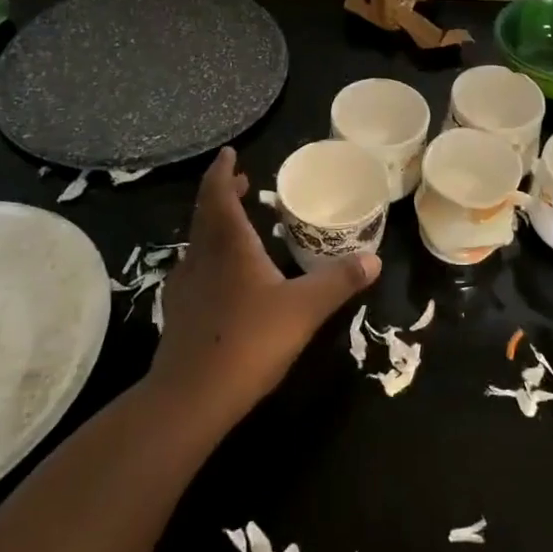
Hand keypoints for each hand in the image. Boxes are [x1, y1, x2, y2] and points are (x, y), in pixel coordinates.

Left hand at [148, 148, 379, 433]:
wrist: (190, 397)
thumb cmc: (249, 340)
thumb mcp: (304, 308)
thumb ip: (339, 282)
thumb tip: (374, 259)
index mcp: (229, 243)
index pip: (219, 193)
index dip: (223, 170)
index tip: (229, 153)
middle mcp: (201, 255)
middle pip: (207, 212)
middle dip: (224, 193)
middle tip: (243, 183)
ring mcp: (185, 284)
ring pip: (198, 240)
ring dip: (216, 223)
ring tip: (239, 224)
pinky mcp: (178, 311)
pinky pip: (195, 267)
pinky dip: (210, 255)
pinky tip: (224, 275)